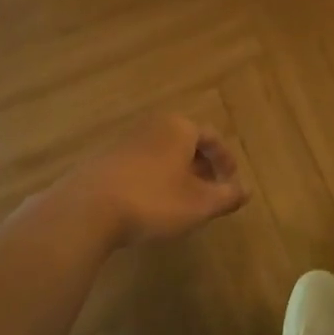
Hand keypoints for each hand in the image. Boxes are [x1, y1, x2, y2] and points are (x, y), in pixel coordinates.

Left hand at [49, 114, 245, 248]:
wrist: (88, 209)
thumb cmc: (153, 201)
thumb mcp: (199, 204)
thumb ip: (226, 196)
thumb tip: (246, 190)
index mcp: (179, 127)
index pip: (212, 137)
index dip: (225, 161)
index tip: (231, 184)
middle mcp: (153, 125)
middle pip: (185, 141)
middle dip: (201, 166)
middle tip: (209, 193)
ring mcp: (125, 140)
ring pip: (162, 153)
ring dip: (176, 173)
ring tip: (182, 201)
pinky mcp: (105, 159)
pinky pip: (140, 163)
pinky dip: (153, 178)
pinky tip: (150, 204)